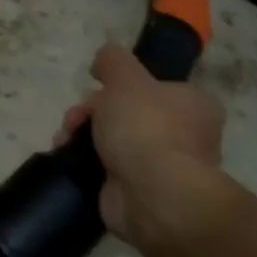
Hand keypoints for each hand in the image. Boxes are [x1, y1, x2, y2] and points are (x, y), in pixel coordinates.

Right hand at [55, 44, 237, 256]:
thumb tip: (104, 60)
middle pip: (125, 112)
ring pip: (111, 139)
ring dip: (82, 136)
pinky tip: (68, 159)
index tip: (96, 88)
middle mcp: (183, 135)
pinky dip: (84, 163)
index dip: (118, 85)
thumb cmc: (146, 127)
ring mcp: (160, 166)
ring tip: (64, 141)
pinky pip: (104, 168)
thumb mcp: (125, 77)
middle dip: (91, 111)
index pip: (152, 86)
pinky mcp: (138, 192)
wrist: (152, 196)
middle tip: (75, 119)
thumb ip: (112, 60)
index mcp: (192, 104)